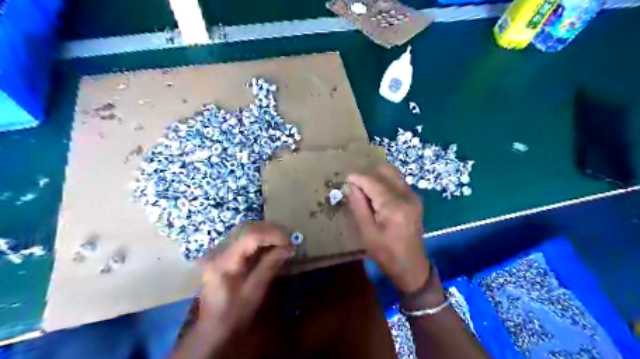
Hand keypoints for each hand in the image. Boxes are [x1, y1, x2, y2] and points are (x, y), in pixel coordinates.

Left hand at [200, 222, 293, 338]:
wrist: (212, 331)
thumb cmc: (234, 315)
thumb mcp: (254, 292)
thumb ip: (270, 266)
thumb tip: (289, 247)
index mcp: (224, 261)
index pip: (250, 236)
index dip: (272, 234)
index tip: (290, 241)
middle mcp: (219, 251)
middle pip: (246, 228)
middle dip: (270, 230)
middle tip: (288, 238)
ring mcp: (219, 252)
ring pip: (244, 230)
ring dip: (265, 231)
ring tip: (282, 239)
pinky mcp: (223, 255)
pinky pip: (242, 238)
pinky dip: (258, 238)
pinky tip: (269, 244)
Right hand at [348, 164, 431, 291]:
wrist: (412, 267)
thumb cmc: (386, 253)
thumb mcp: (367, 232)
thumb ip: (358, 206)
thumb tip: (350, 186)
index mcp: (394, 205)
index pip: (372, 182)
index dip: (357, 178)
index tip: (345, 180)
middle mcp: (406, 195)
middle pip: (386, 171)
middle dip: (368, 174)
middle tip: (355, 184)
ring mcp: (413, 196)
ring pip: (393, 174)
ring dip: (377, 177)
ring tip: (364, 188)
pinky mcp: (415, 200)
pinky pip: (398, 182)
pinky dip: (385, 182)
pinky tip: (376, 194)